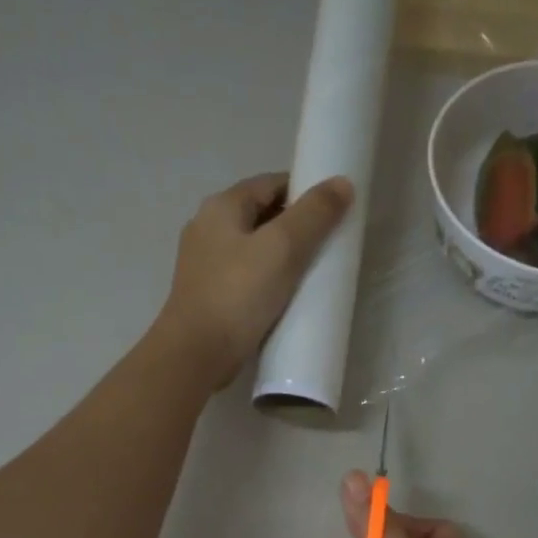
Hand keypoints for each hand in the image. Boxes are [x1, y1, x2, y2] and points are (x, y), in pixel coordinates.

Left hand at [155, 172, 353, 388]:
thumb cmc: (238, 295)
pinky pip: (245, 278)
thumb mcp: (282, 248)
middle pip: (260, 215)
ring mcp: (204, 265)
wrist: (195, 355)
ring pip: (253, 249)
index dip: (304, 191)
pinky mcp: (208, 296)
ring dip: (281, 256)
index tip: (334, 212)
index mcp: (221, 207)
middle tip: (328, 245)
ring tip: (312, 273)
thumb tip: (342, 182)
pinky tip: (285, 298)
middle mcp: (207, 229)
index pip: (270, 184)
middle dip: (295, 225)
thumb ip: (314, 214)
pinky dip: (267, 281)